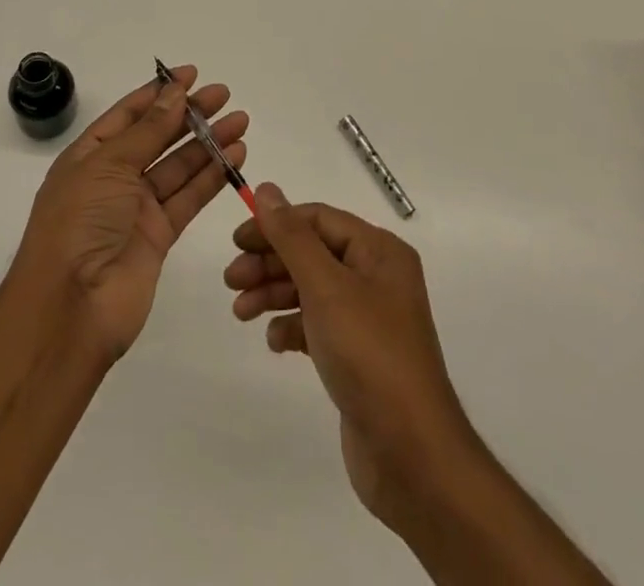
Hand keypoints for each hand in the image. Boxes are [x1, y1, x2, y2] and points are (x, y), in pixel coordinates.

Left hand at [14, 64, 246, 365]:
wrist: (71, 307)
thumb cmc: (79, 222)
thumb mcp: (108, 165)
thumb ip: (148, 130)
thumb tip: (174, 92)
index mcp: (89, 155)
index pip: (128, 114)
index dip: (159, 93)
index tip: (191, 75)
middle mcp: (113, 178)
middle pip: (157, 137)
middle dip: (189, 115)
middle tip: (223, 95)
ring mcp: (136, 208)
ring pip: (178, 166)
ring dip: (208, 143)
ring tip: (240, 121)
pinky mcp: (159, 237)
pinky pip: (188, 198)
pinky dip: (211, 177)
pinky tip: (235, 157)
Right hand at [224, 185, 476, 529]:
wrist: (412, 455)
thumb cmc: (369, 354)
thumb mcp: (326, 286)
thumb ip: (292, 237)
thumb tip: (266, 189)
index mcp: (379, 251)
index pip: (318, 219)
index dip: (276, 224)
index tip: (237, 241)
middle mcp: (376, 277)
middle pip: (312, 253)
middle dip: (270, 262)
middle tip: (231, 280)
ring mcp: (368, 318)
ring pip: (310, 289)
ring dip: (273, 293)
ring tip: (241, 311)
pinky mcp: (358, 355)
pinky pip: (317, 325)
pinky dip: (292, 326)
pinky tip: (275, 342)